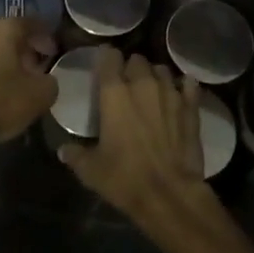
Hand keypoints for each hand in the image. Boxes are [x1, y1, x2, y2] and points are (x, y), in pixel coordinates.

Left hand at [0, 16, 57, 145]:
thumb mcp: (40, 96)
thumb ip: (49, 82)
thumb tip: (45, 79)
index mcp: (3, 31)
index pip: (29, 23)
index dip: (44, 35)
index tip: (51, 51)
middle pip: (3, 36)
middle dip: (18, 50)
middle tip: (29, 69)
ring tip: (3, 84)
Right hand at [58, 49, 205, 224]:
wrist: (169, 195)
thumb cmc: (124, 178)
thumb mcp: (91, 170)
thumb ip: (75, 155)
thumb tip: (63, 150)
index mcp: (114, 93)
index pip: (110, 57)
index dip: (107, 58)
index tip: (104, 65)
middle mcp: (143, 85)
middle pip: (137, 60)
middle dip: (131, 68)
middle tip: (127, 83)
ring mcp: (170, 94)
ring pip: (162, 70)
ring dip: (155, 76)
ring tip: (152, 90)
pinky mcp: (191, 108)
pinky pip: (189, 86)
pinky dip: (184, 87)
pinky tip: (181, 93)